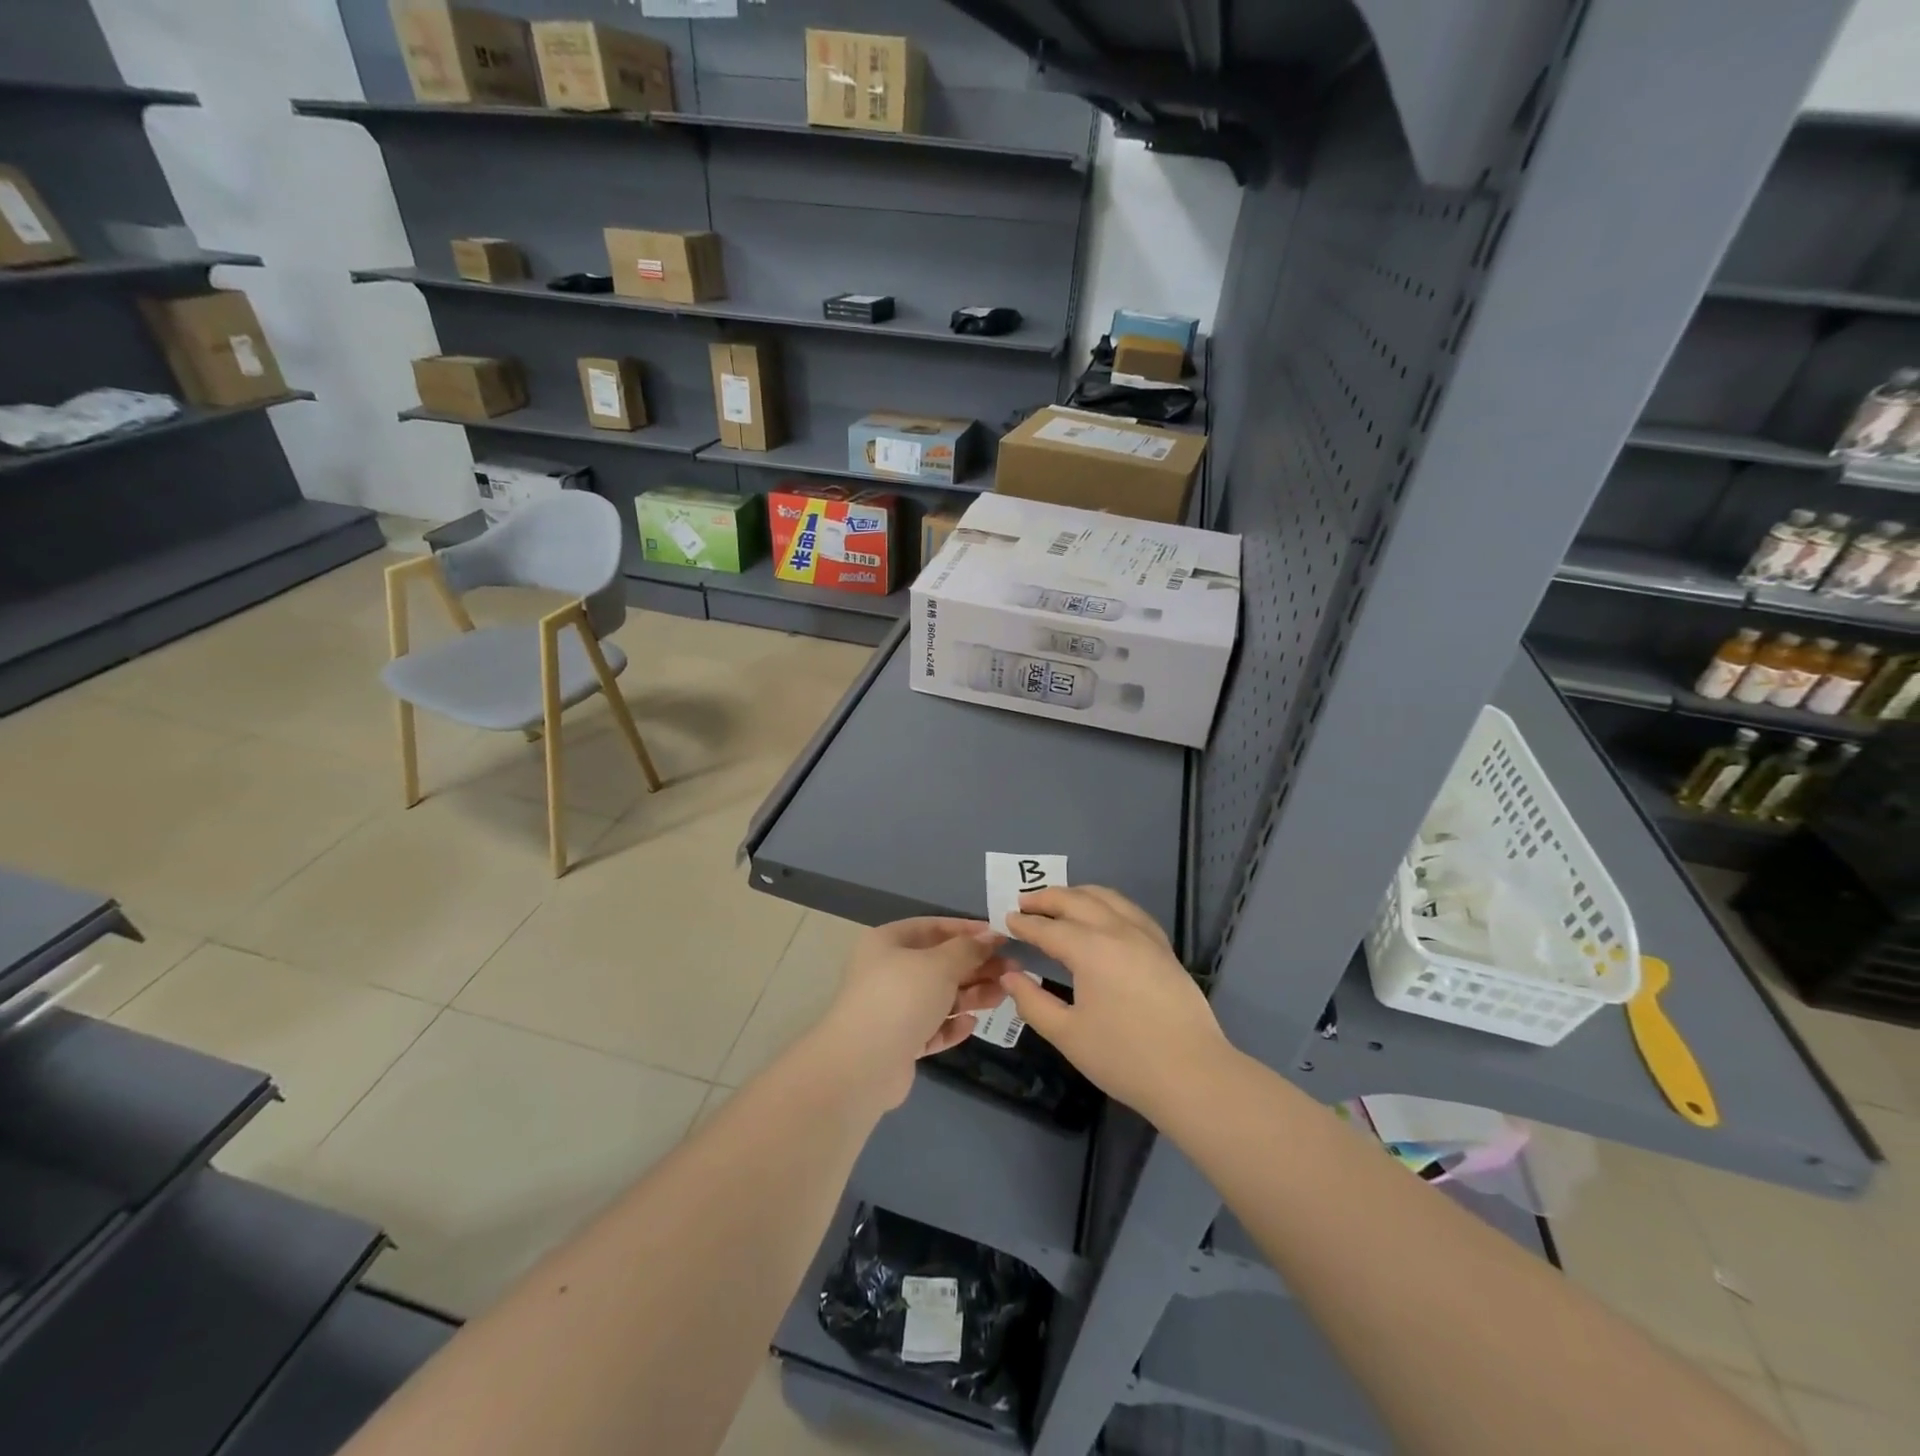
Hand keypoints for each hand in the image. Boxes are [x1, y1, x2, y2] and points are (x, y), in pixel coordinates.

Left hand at [816, 917, 1014, 1108]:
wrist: (863, 1065)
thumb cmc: (902, 998)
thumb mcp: (940, 964)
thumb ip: (968, 949)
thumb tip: (990, 937)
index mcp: (888, 942)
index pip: (932, 927)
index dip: (967, 930)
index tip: (1000, 937)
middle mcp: (887, 971)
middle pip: (938, 963)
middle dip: (975, 966)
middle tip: (1012, 969)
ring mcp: (892, 1008)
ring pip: (938, 996)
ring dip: (970, 995)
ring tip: (1003, 994)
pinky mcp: (898, 1042)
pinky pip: (931, 1027)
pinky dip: (951, 1025)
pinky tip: (971, 1024)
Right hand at [1002, 886, 1228, 1121]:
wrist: (1193, 1075)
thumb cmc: (1124, 1058)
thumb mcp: (1067, 1035)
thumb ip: (1033, 1002)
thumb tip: (1010, 976)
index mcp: (1090, 950)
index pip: (1048, 928)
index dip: (1024, 924)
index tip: (1006, 919)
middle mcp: (1117, 931)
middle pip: (1077, 901)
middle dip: (1047, 898)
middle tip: (1024, 901)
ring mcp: (1145, 936)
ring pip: (1107, 897)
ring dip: (1078, 894)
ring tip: (1059, 900)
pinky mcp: (1163, 947)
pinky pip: (1130, 910)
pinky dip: (1107, 903)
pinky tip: (1103, 914)